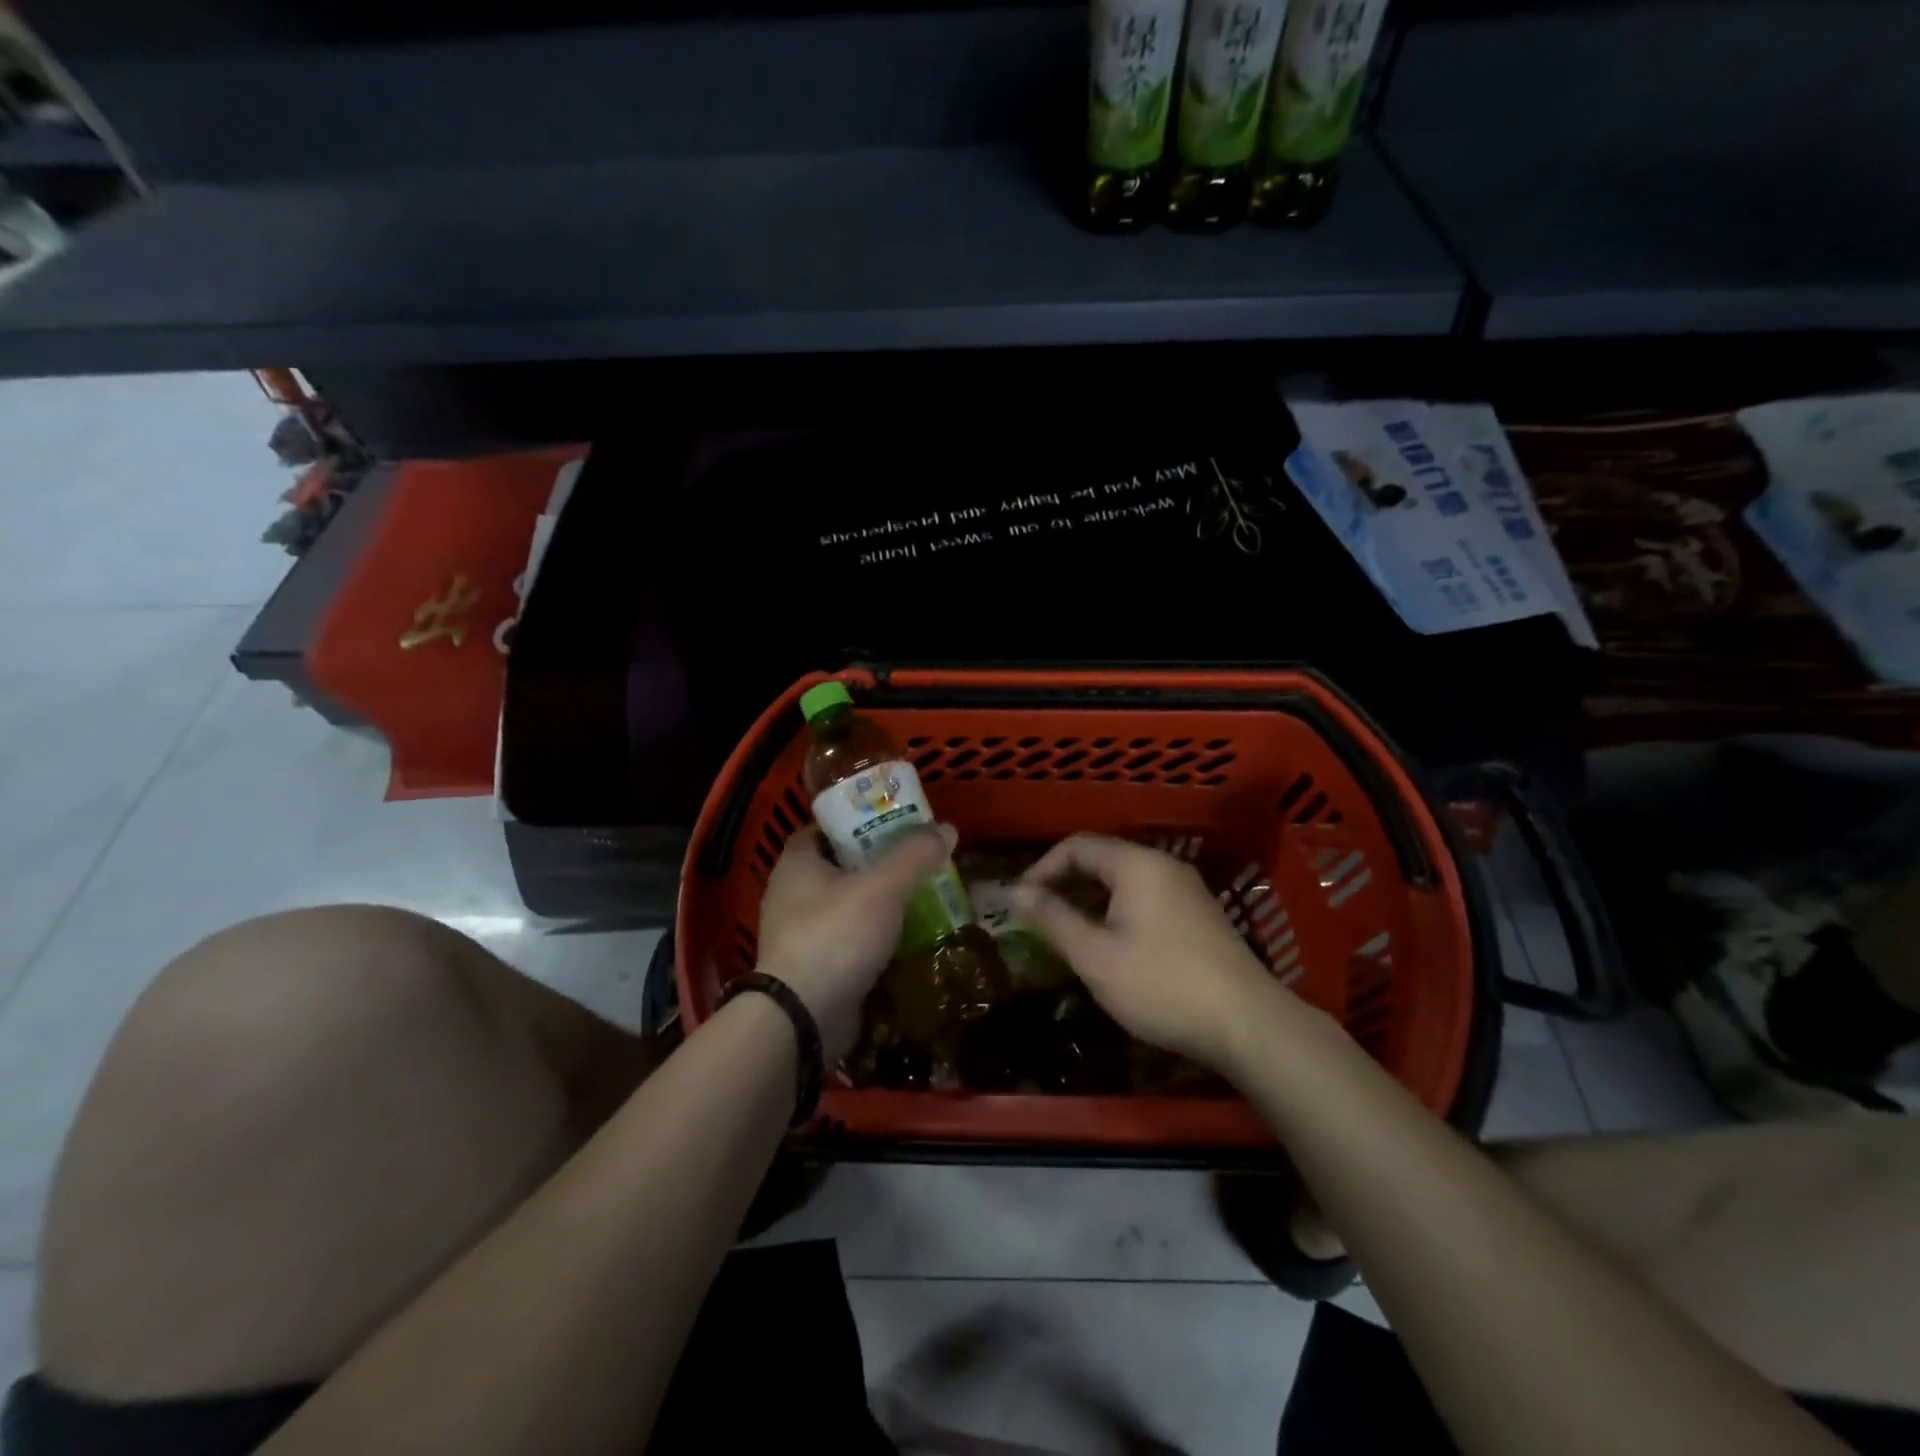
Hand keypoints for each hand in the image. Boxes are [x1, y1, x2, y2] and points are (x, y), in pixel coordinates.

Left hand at [757, 825, 953, 1060]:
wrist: (802, 1020)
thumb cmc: (836, 936)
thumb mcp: (882, 887)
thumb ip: (914, 855)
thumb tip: (946, 828)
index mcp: (797, 863)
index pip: (826, 828)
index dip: (859, 820)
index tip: (895, 821)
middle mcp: (791, 894)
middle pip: (841, 866)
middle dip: (878, 862)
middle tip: (918, 859)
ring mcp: (800, 934)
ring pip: (847, 906)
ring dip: (880, 903)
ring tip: (922, 897)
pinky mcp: (813, 968)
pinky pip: (849, 941)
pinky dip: (875, 937)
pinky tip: (907, 938)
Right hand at [1013, 835, 1293, 1071]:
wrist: (1249, 1025)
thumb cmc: (1162, 985)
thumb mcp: (1096, 956)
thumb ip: (1053, 919)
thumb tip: (1015, 892)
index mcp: (1137, 864)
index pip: (1076, 846)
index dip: (1042, 869)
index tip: (1020, 903)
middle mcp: (1163, 866)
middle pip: (1101, 859)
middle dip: (1064, 885)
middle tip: (1039, 921)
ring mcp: (1186, 890)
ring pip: (1124, 882)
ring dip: (1090, 902)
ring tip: (1069, 937)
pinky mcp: (1199, 915)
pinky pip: (1145, 899)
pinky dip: (1117, 913)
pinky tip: (1111, 948)